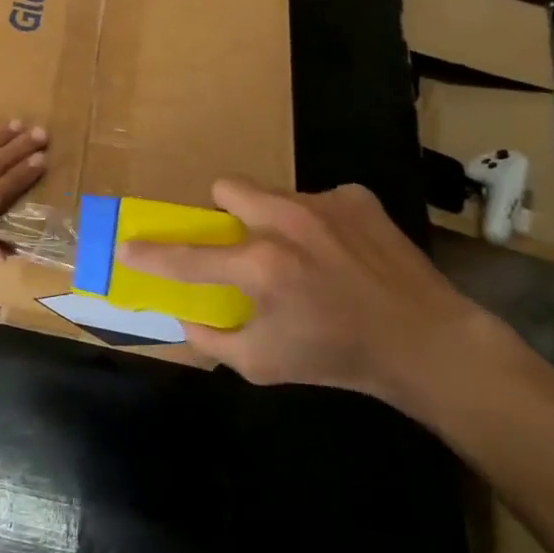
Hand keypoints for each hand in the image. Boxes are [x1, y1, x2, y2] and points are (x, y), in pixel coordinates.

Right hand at [116, 178, 495, 404]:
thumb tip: (184, 317)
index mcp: (261, 266)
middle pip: (226, 187)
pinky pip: (316, 199)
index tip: (126, 246)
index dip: (150, 254)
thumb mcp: (264, 365)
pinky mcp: (356, 197)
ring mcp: (324, 203)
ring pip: (272, 194)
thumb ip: (213, 339)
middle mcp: (287, 222)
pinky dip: (317, 222)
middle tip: (241, 244)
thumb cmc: (338, 358)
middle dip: (223, 212)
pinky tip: (341, 252)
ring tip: (302, 255)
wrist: (427, 343)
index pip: (187, 256)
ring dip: (272, 220)